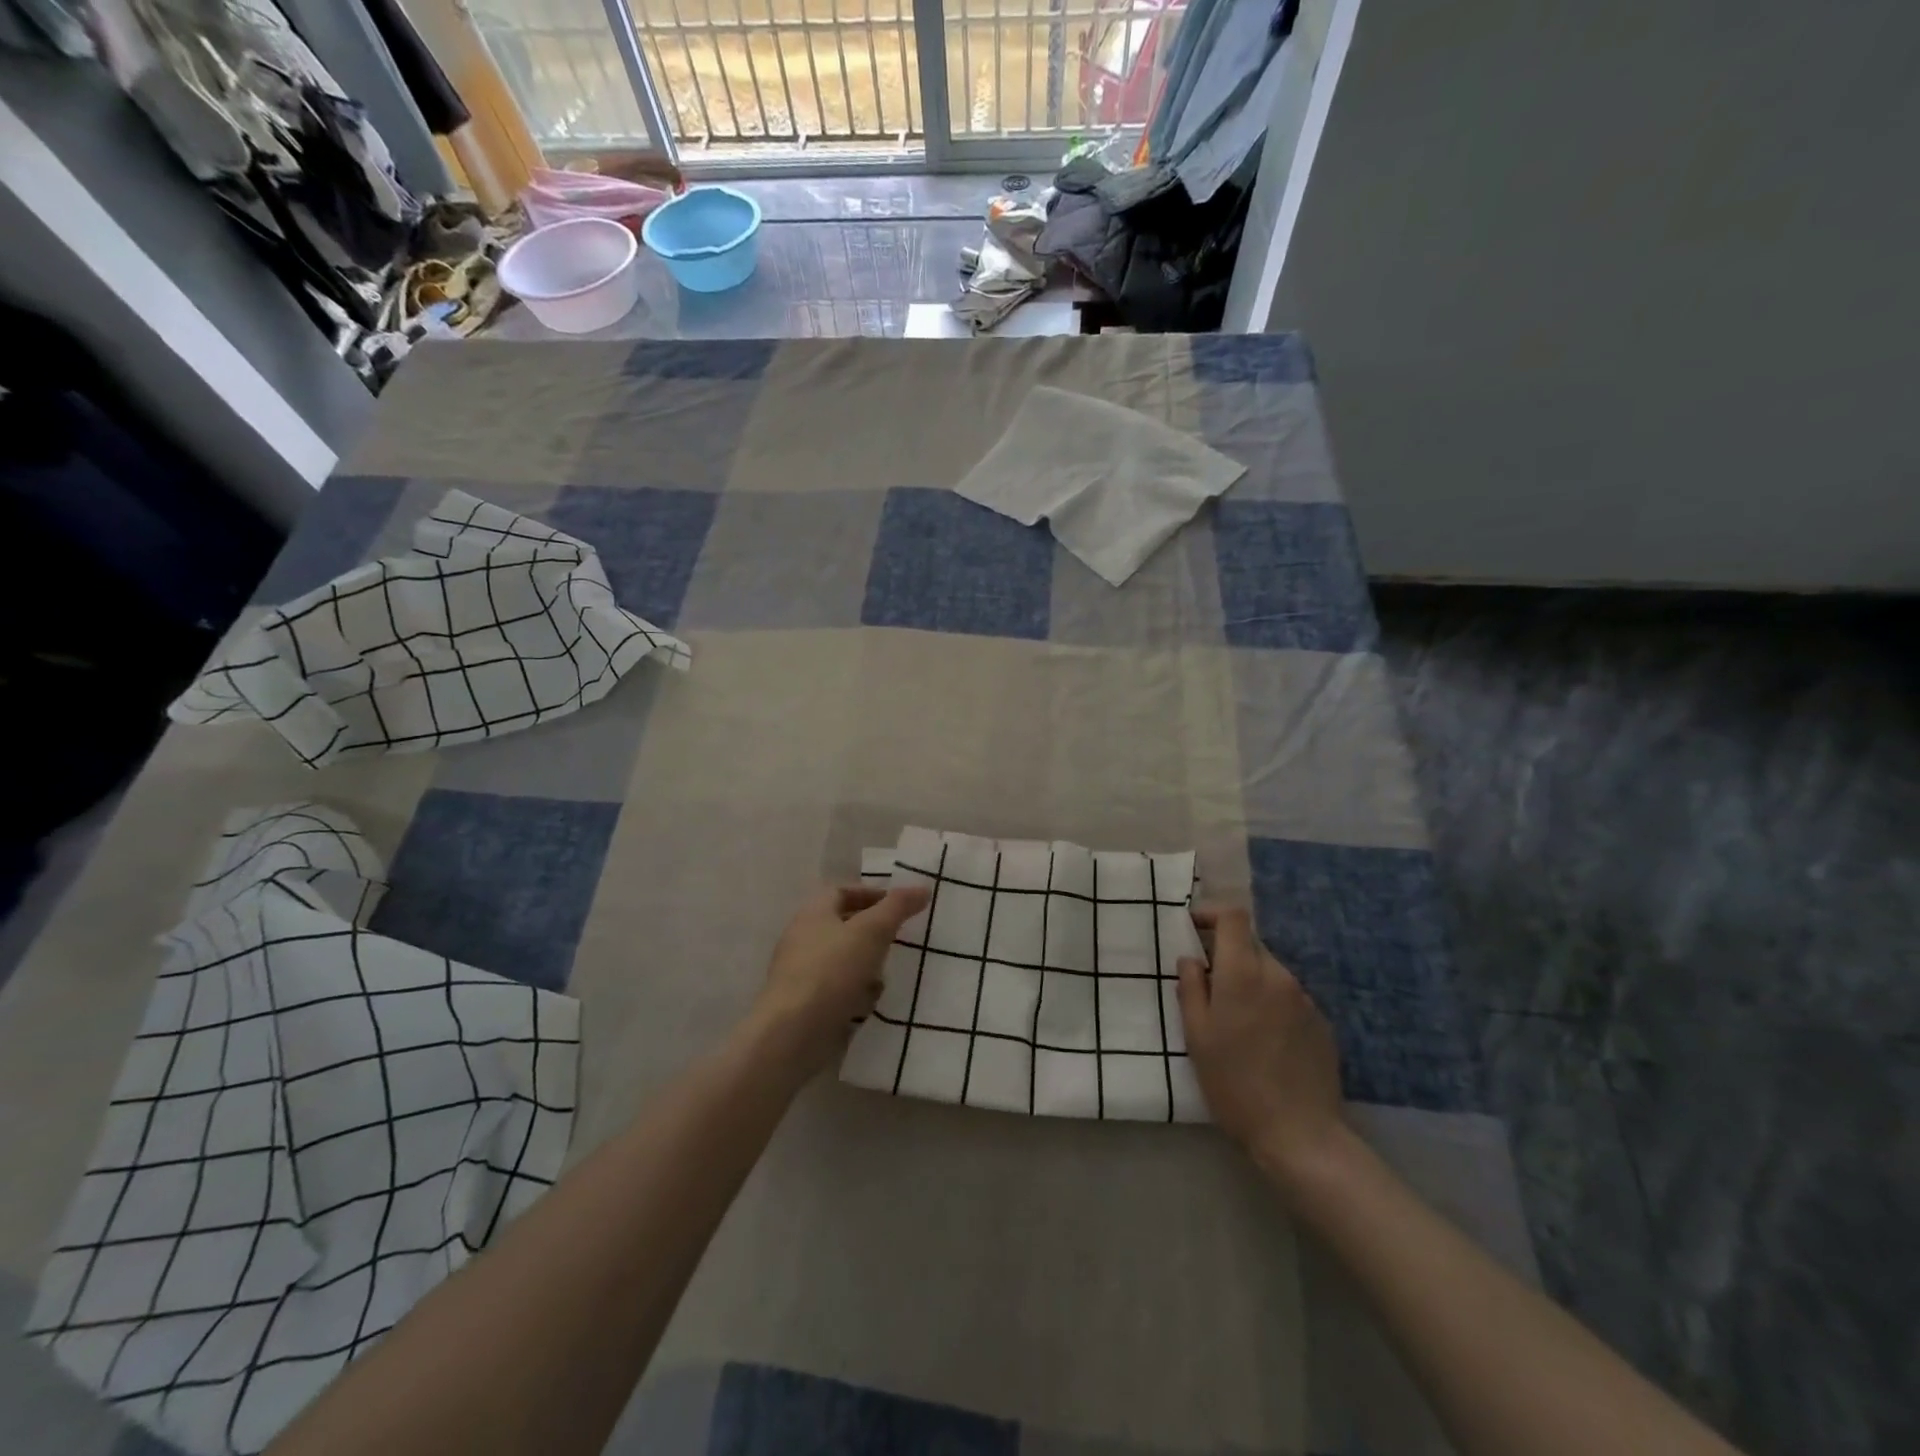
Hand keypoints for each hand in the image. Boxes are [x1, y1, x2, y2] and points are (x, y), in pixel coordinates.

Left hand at [750, 884, 930, 1076]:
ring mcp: (803, 973)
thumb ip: (898, 907)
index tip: (899, 906)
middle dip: (873, 932)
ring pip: (843, 960)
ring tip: (888, 974)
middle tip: (900, 939)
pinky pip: (838, 989)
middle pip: (844, 926)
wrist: (793, 1033)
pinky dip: (856, 992)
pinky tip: (871, 1003)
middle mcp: (804, 938)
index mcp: (813, 913)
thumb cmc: (832, 970)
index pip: (843, 891)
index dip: (871, 894)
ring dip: (867, 965)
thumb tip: (923, 888)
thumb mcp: (872, 931)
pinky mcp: (807, 1004)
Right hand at [1176, 905, 1351, 1191]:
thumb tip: (1191, 959)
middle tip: (1209, 987)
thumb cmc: (1234, 1084)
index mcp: (1243, 973)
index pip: (1233, 917)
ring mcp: (1304, 998)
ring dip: (1250, 981)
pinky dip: (1271, 1003)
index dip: (1211, 913)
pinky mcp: (1322, 1022)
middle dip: (1228, 955)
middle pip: (1251, 944)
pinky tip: (1265, 1040)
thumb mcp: (1196, 1036)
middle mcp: (1278, 975)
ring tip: (1237, 1020)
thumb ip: (1191, 988)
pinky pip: (1288, 997)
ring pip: (1270, 971)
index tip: (1193, 927)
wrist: (1300, 1134)